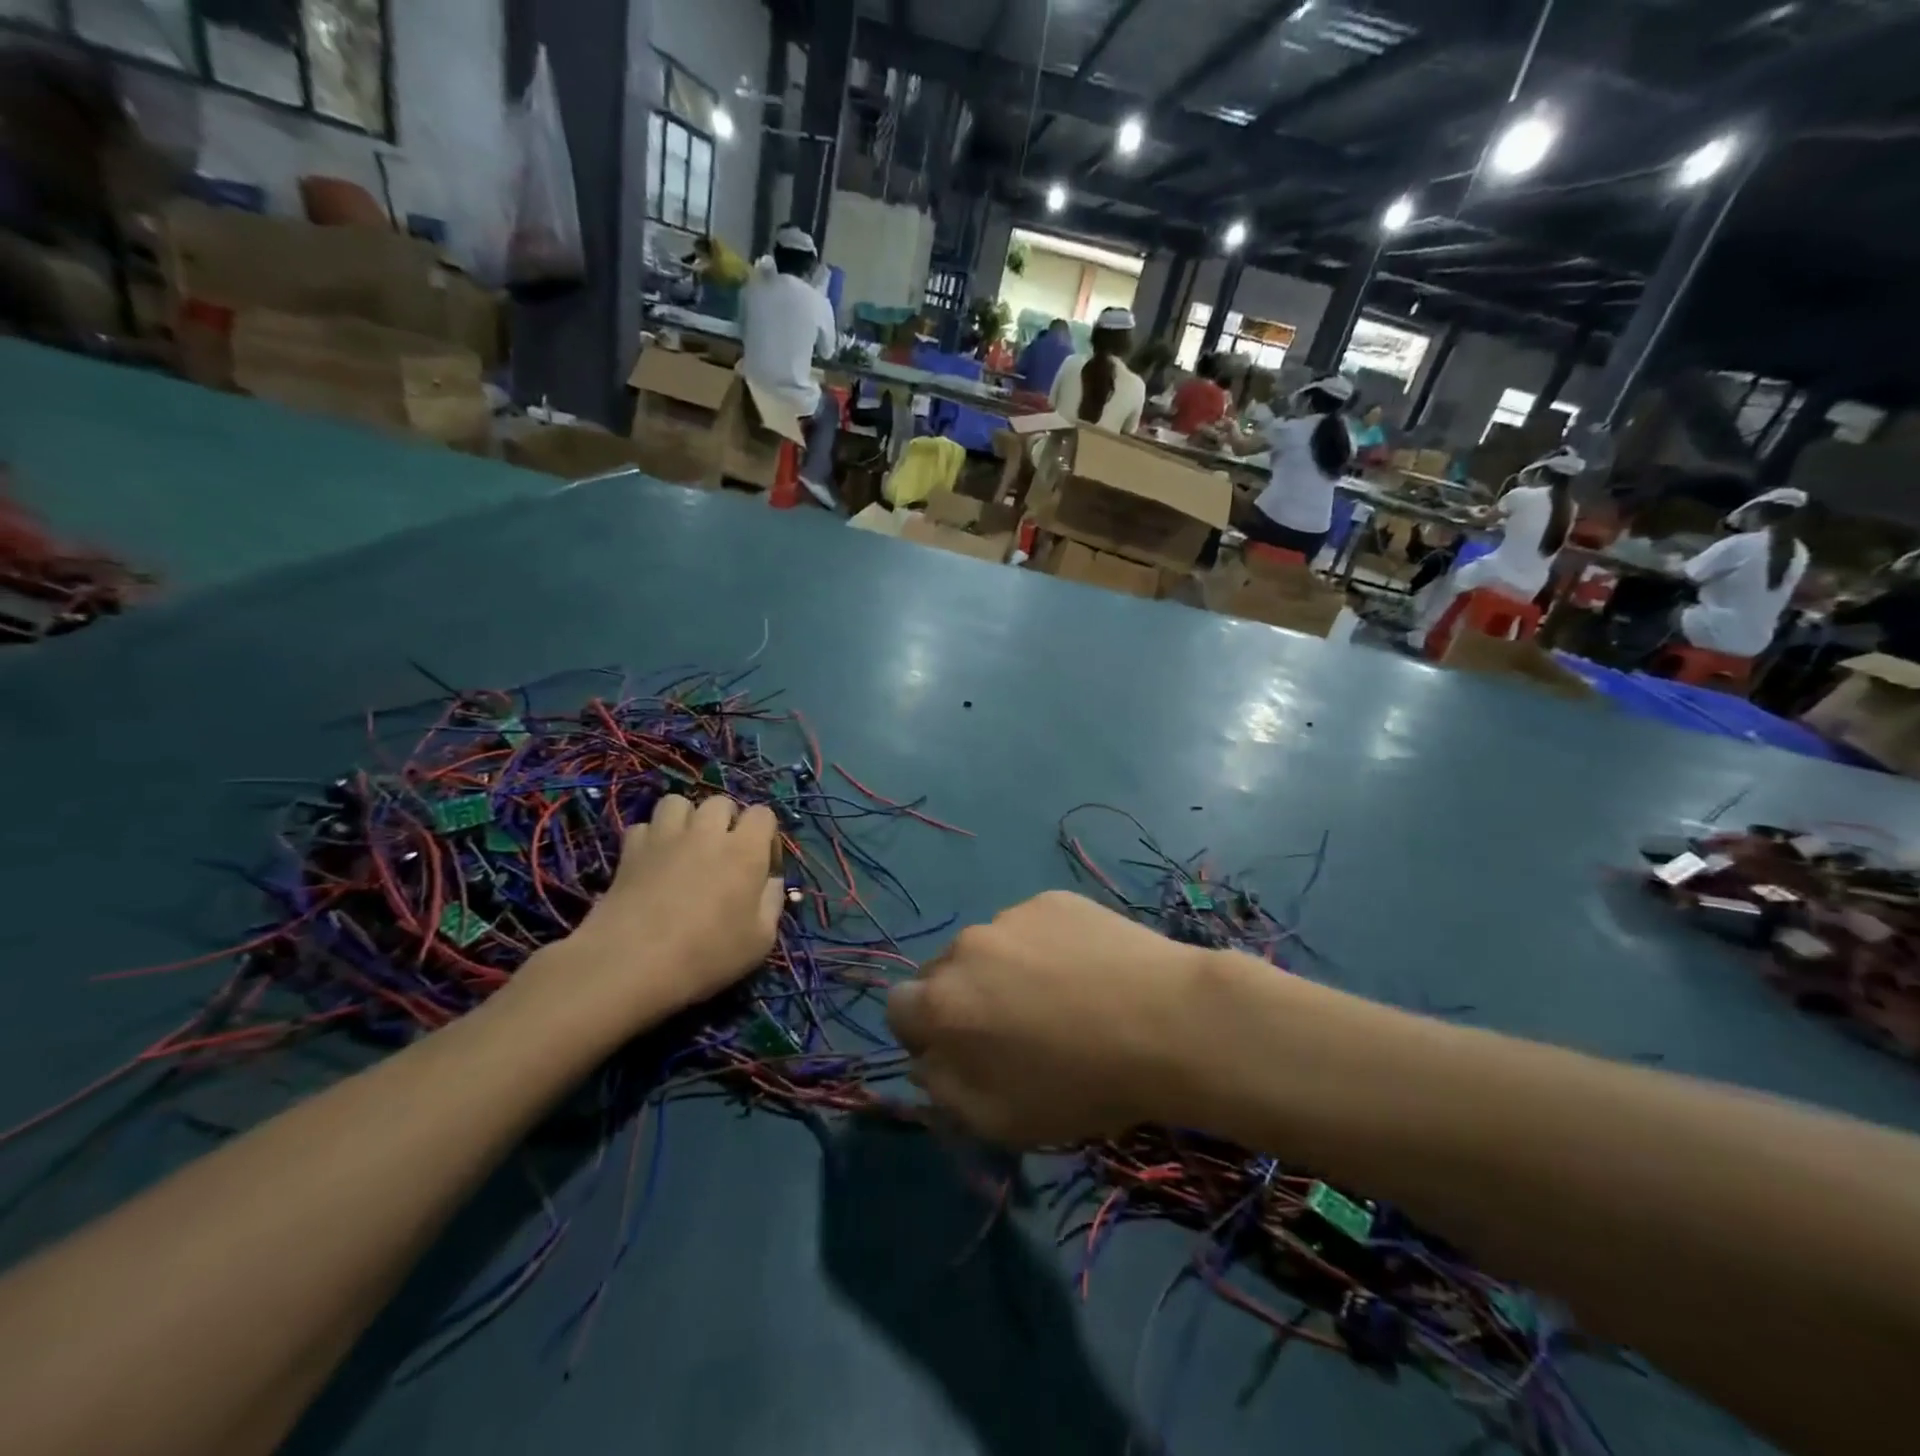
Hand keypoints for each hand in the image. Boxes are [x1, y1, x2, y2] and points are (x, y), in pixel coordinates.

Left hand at [517, 796, 783, 1039]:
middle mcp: (707, 832)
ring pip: (679, 802)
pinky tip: (653, 861)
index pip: (763, 814)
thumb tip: (771, 881)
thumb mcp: (760, 940)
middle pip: (721, 802)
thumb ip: (773, 902)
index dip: (766, 836)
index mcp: (745, 850)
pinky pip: (644, 825)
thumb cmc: (706, 955)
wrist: (631, 964)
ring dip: (687, 819)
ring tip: (686, 847)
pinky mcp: (630, 849)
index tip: (762, 866)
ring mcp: (665, 836)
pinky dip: (651, 838)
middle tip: (723, 855)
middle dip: (727, 822)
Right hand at [886, 891, 1212, 1145]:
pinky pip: (1029, 927)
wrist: (1168, 1021)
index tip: (961, 1052)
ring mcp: (1010, 915)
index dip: (923, 1034)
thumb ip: (943, 1089)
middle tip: (1013, 1029)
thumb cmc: (1081, 1084)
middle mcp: (965, 947)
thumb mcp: (1000, 1119)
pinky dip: (1042, 947)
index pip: (898, 1008)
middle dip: (962, 1000)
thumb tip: (925, 1059)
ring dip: (1003, 971)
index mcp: (942, 1002)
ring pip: (988, 948)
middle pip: (942, 973)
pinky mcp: (1051, 899)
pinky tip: (1086, 971)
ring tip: (1060, 999)